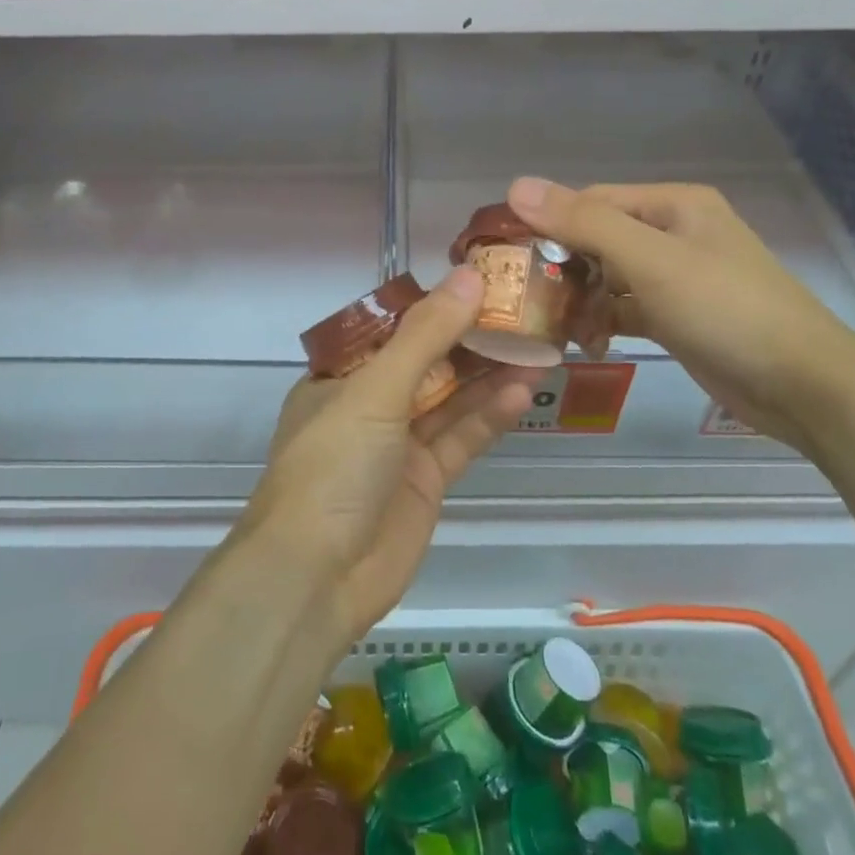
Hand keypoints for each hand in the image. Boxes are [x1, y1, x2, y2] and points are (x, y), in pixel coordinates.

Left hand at [240, 267, 535, 645]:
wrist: (317, 578)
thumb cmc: (333, 466)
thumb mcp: (376, 390)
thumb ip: (426, 335)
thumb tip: (469, 276)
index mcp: (340, 376)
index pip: (393, 328)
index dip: (436, 305)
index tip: (481, 282)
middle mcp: (368, 405)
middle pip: (427, 362)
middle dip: (470, 339)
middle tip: (522, 311)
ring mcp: (398, 445)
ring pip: (449, 398)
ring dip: (489, 374)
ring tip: (537, 345)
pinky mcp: (425, 481)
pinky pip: (461, 438)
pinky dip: (490, 415)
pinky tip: (523, 390)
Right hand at [508, 176, 854, 451]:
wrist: (803, 387)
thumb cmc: (726, 310)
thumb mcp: (651, 262)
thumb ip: (584, 223)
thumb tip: (516, 185)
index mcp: (672, 205)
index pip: (590, 202)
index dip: (548, 225)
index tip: (510, 259)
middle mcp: (673, 232)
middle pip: (597, 240)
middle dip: (564, 271)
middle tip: (529, 302)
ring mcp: (676, 276)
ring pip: (607, 278)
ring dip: (581, 302)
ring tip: (560, 331)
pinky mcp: (677, 315)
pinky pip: (624, 308)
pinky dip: (603, 322)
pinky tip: (586, 345)